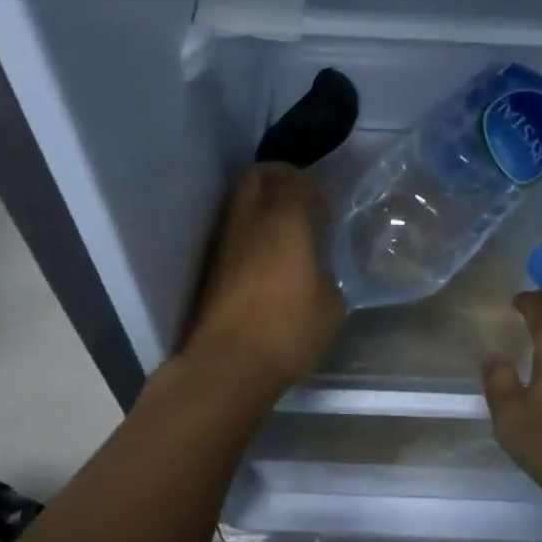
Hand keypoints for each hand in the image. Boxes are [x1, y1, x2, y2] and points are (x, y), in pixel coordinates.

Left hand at [179, 163, 342, 400]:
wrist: (227, 365)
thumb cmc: (287, 329)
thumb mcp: (330, 306)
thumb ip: (326, 276)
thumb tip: (316, 274)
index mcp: (285, 220)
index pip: (295, 180)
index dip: (312, 188)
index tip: (325, 210)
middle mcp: (250, 221)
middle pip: (256, 176)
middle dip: (278, 178)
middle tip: (300, 200)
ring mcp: (224, 242)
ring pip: (239, 203)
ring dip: (261, 205)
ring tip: (284, 232)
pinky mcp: (211, 267)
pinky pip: (233, 231)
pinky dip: (250, 232)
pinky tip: (267, 259)